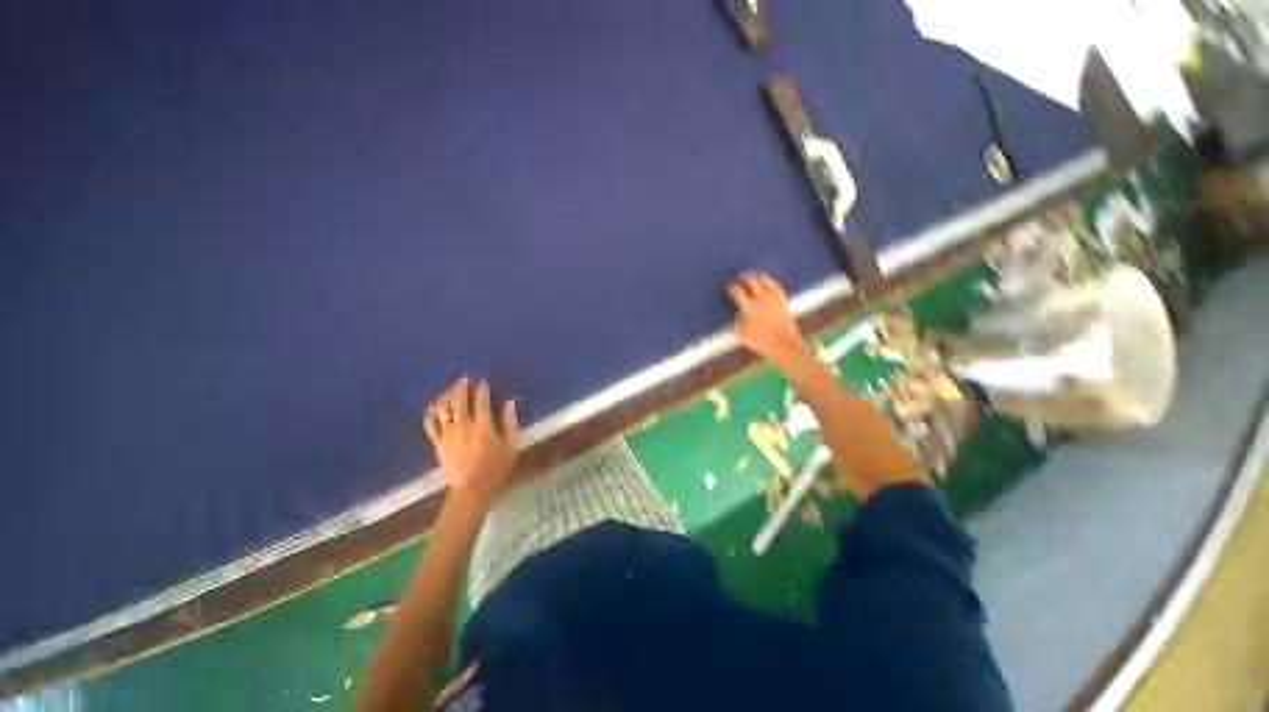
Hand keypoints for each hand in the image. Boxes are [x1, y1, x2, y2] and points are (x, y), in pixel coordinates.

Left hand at [424, 376, 519, 509]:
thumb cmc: (496, 468)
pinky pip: (431, 423)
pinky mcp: (437, 443)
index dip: (481, 388)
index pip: (481, 400)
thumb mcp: (511, 445)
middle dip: (462, 386)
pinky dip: (433, 412)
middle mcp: (463, 426)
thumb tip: (510, 401)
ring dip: (447, 395)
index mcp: (483, 426)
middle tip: (465, 378)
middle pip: (459, 400)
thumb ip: (510, 422)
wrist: (471, 490)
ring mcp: (447, 434)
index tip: (483, 381)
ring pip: (444, 408)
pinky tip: (436, 406)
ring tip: (452, 389)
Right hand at [728, 273, 808, 367]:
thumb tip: (736, 316)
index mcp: (750, 307)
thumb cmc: (760, 342)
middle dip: (744, 278)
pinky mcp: (783, 301)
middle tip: (739, 276)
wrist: (784, 346)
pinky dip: (770, 282)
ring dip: (758, 276)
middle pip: (752, 282)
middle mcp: (762, 298)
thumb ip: (737, 323)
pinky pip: (776, 286)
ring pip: (766, 280)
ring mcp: (775, 298)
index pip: (738, 292)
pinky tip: (768, 282)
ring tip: (753, 275)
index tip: (729, 286)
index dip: (732, 288)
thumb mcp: (742, 335)